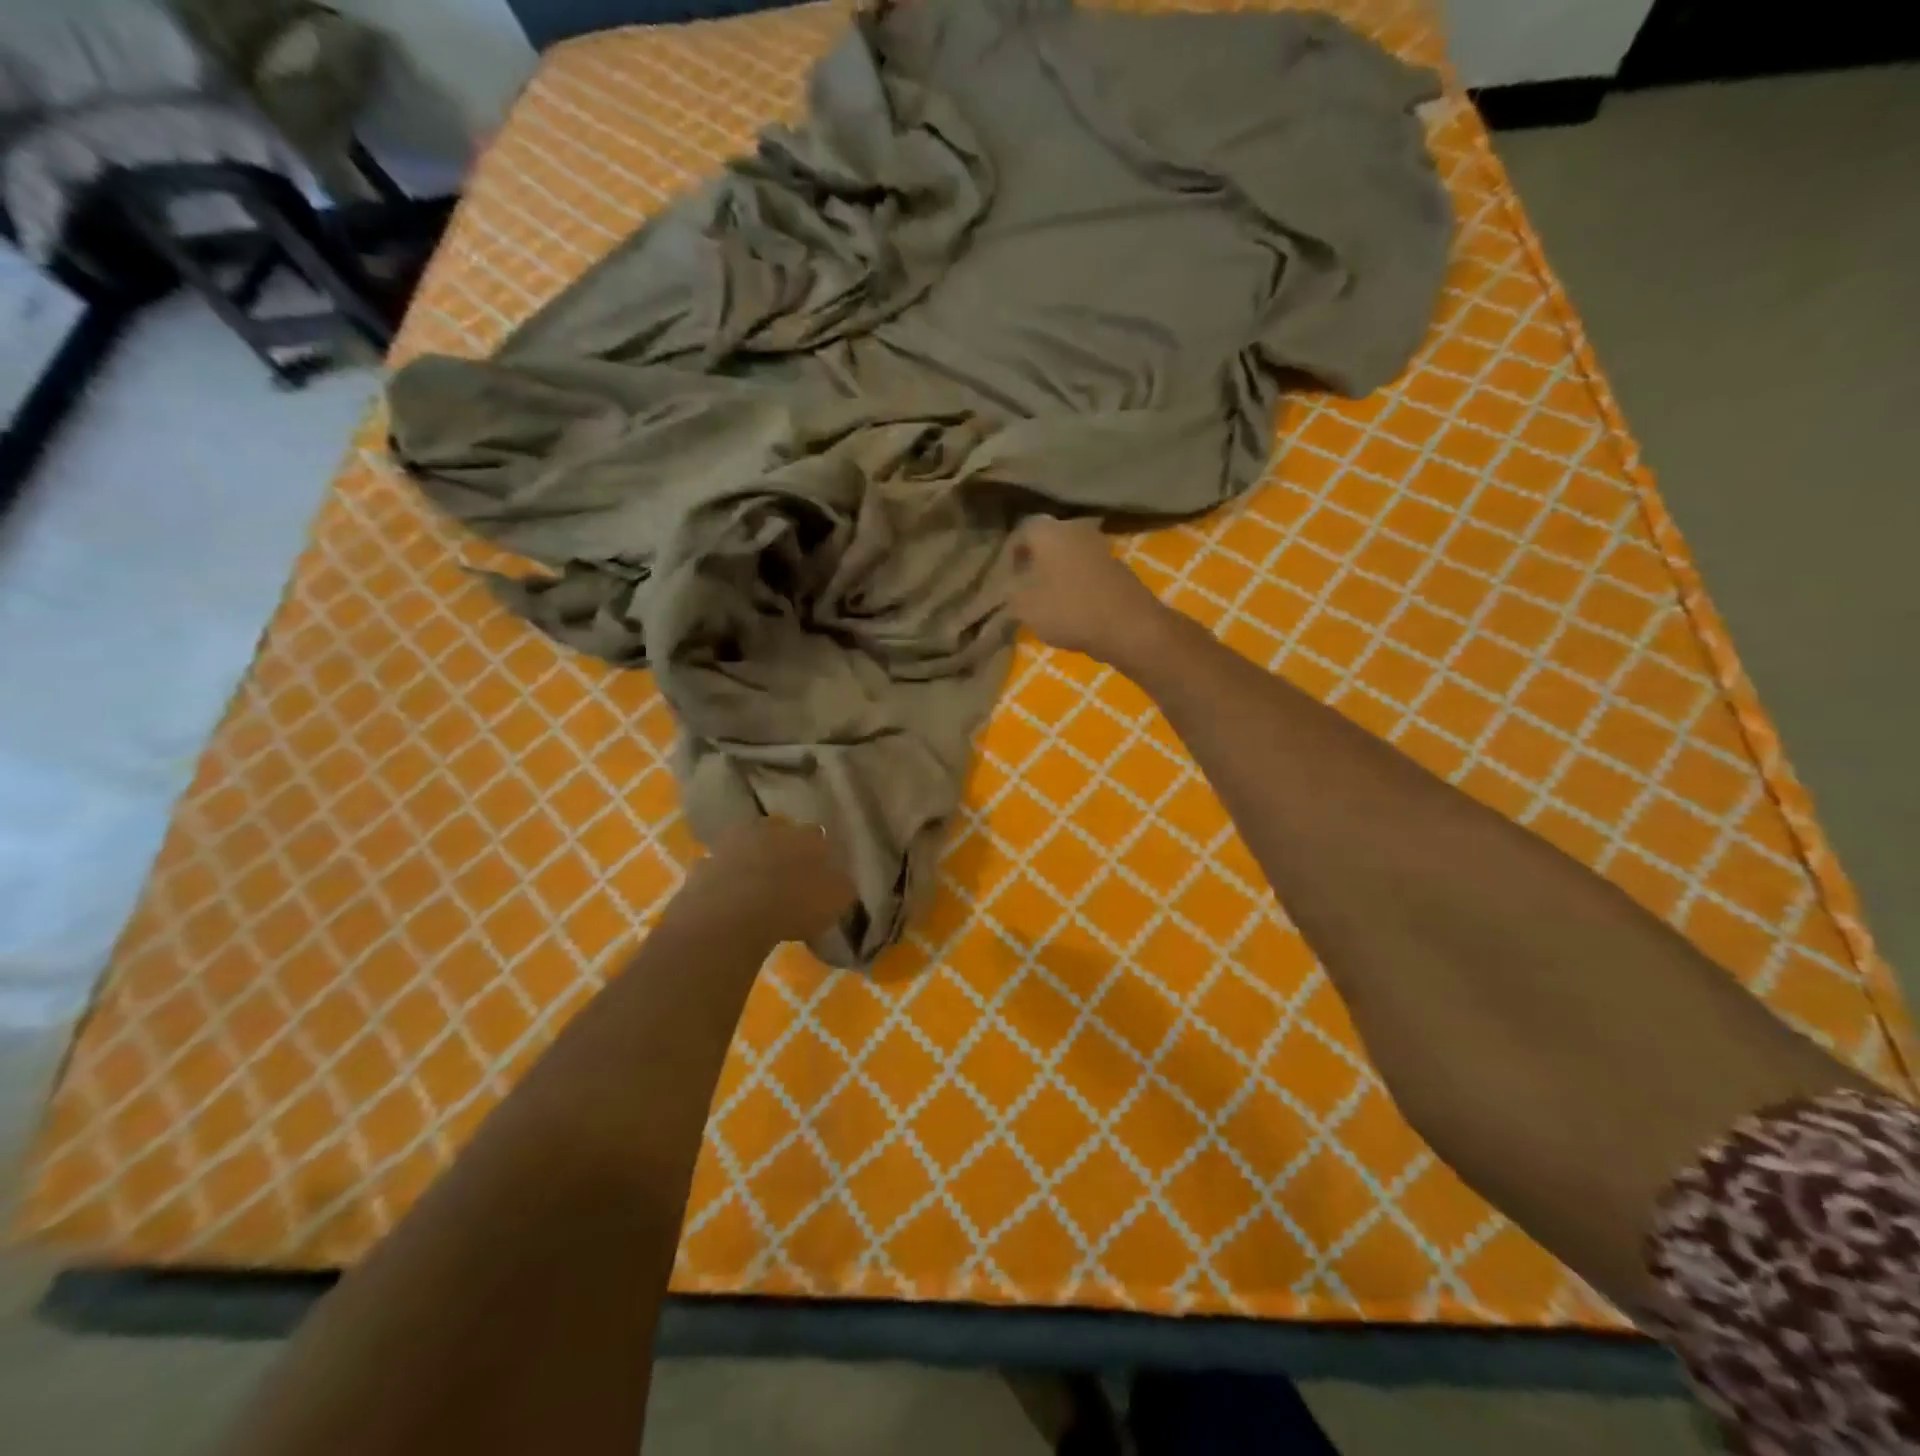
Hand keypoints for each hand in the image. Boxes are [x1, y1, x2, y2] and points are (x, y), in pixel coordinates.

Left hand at [681, 816, 856, 944]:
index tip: (820, 871)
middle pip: (778, 833)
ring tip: (756, 889)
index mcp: (805, 835)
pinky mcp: (703, 866)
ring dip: (751, 862)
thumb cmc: (793, 904)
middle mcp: (768, 830)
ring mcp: (731, 845)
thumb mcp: (836, 899)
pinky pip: (718, 871)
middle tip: (787, 874)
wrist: (730, 915)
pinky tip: (729, 901)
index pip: (817, 835)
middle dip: (782, 849)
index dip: (818, 853)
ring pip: (746, 847)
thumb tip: (840, 881)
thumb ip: (840, 885)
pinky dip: (724, 882)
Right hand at [1006, 516, 1170, 666]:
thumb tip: (1010, 586)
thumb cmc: (1068, 609)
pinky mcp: (1118, 568)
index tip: (1006, 579)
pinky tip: (1074, 607)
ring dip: (1057, 573)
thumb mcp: (1024, 606)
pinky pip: (1088, 571)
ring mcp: (1101, 547)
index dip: (1009, 556)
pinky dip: (1078, 584)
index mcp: (1048, 531)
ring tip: (1048, 601)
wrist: (1128, 626)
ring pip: (1069, 556)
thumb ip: (1010, 592)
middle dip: (1035, 562)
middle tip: (1025, 588)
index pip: (1020, 532)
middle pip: (1047, 542)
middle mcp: (1075, 529)